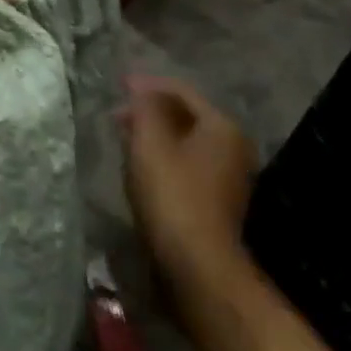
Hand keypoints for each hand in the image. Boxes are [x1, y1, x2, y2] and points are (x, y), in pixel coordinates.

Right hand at [124, 76, 260, 302]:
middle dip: (150, 110)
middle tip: (117, 114)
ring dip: (155, 134)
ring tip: (124, 137)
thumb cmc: (173, 195)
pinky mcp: (217, 200)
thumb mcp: (150, 142)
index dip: (147, 84)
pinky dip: (163, 156)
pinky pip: (187, 163)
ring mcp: (229, 175)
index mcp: (222, 126)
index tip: (117, 85)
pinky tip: (141, 165)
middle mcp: (233, 146)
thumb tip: (140, 85)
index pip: (181, 90)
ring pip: (185, 140)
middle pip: (186, 115)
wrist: (198, 265)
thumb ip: (145, 106)